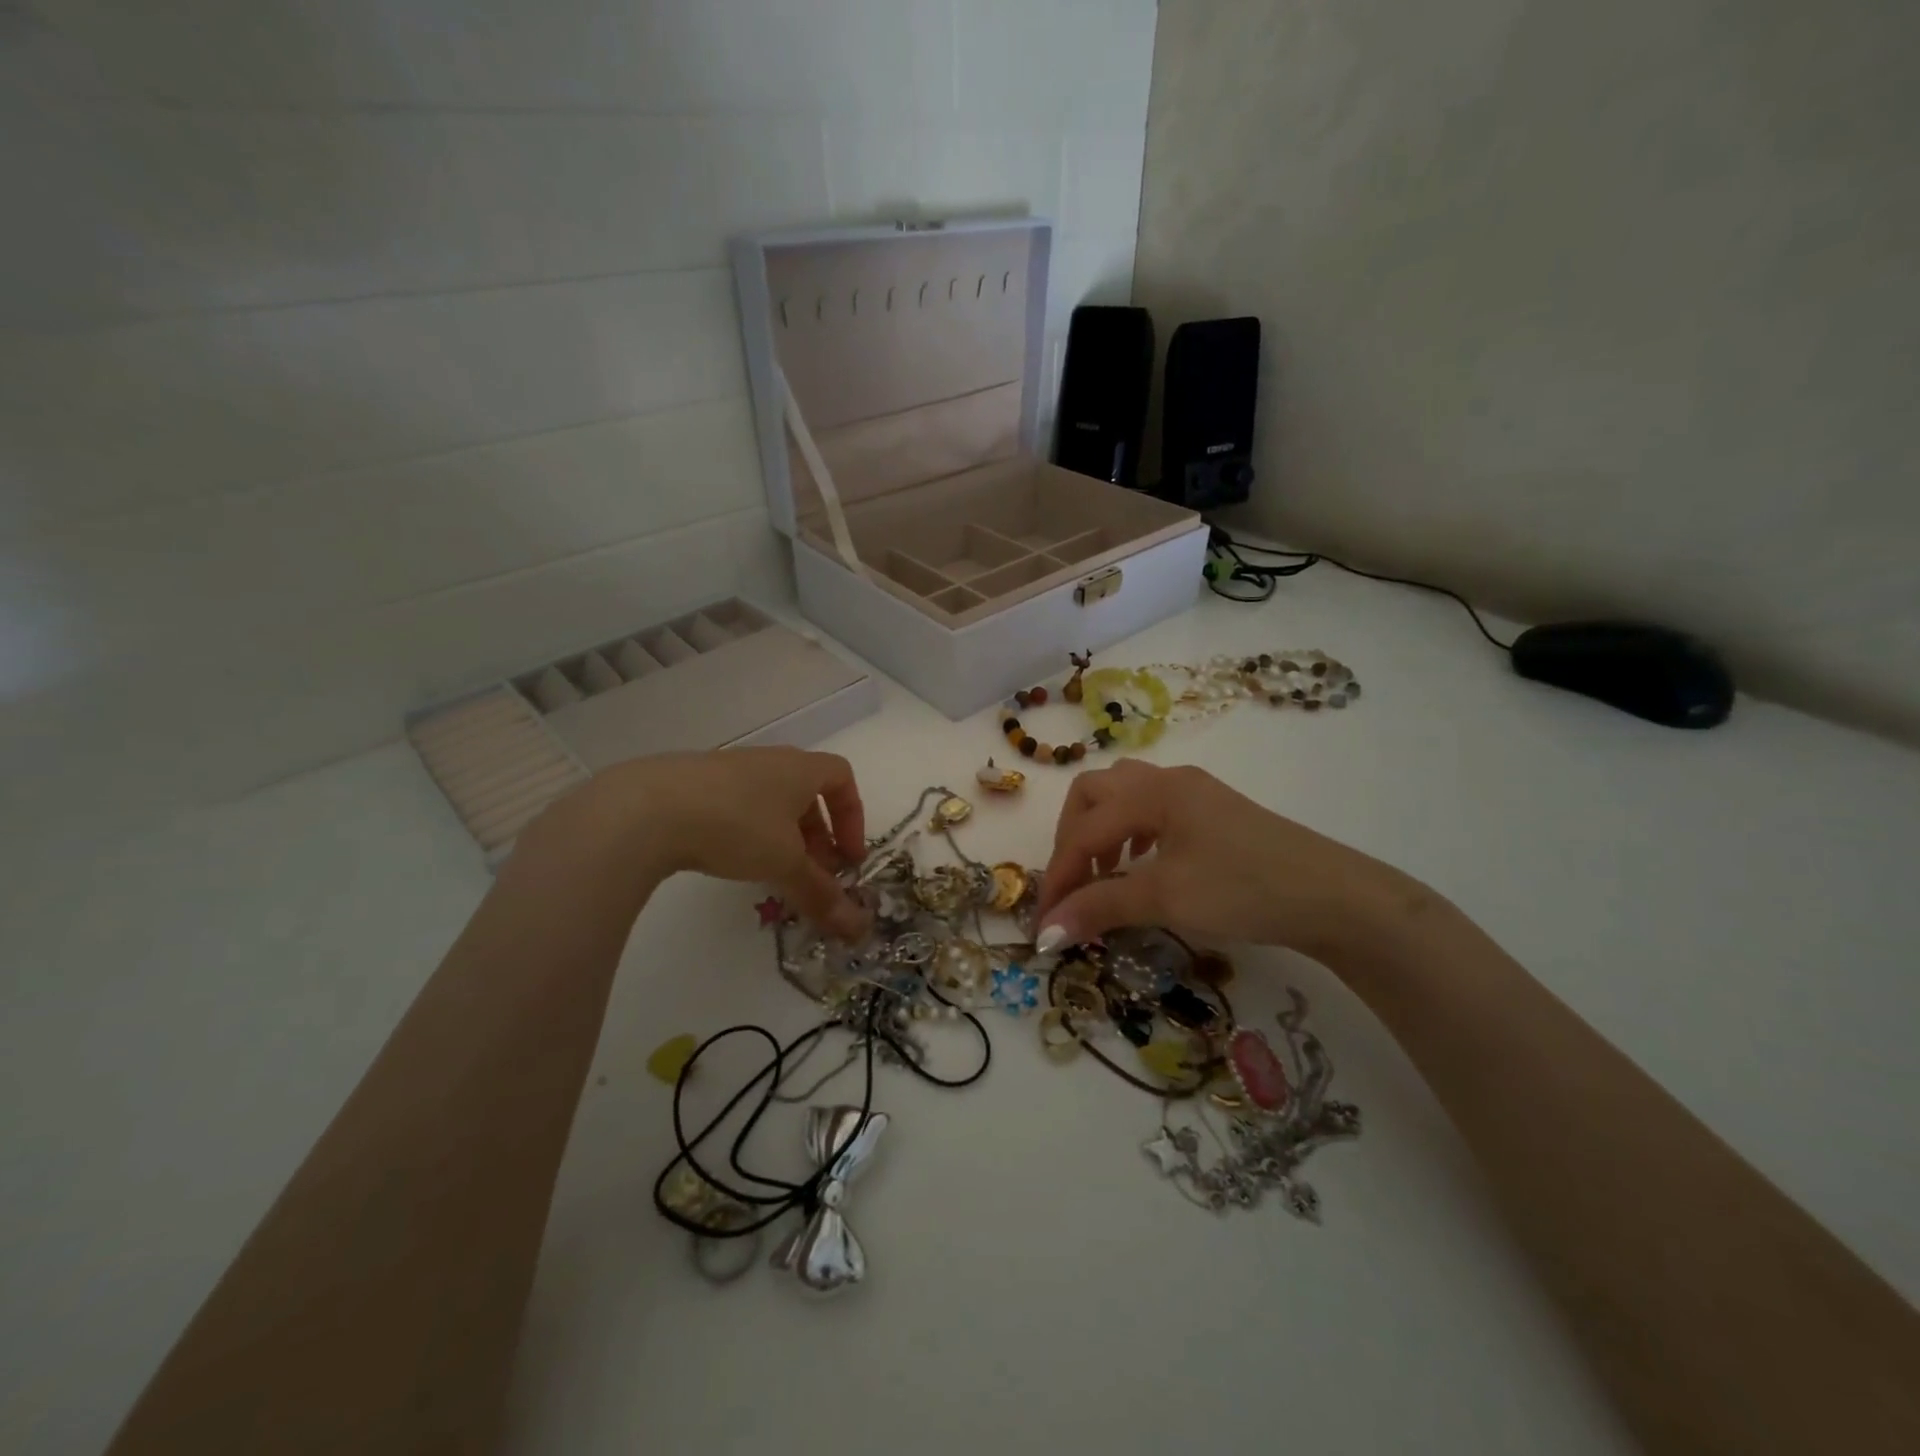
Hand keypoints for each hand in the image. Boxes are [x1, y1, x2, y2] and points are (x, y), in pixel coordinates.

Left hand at [526, 748, 870, 938]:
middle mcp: (769, 761)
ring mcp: (729, 770)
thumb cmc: (736, 824)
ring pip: (770, 802)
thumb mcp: (785, 862)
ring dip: (783, 838)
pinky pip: (737, 806)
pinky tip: (731, 861)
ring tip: (774, 873)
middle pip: (806, 793)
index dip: (853, 817)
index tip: (848, 856)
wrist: (647, 808)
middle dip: (818, 836)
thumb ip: (821, 892)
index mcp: (799, 768)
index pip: (842, 777)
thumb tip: (858, 929)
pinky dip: (749, 833)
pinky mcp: (694, 785)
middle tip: (814, 874)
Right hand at [1034, 760, 1408, 959]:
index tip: (1045, 921)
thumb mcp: (1167, 898)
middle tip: (1075, 884)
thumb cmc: (1245, 889)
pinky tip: (1144, 863)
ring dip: (1101, 830)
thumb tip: (1045, 932)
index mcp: (1153, 791)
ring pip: (1124, 795)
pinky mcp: (1214, 812)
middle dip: (1073, 838)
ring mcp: (1195, 792)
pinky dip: (1131, 832)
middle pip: (1095, 793)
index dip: (1059, 875)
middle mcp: (1169, 780)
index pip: (1084, 830)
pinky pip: (1152, 808)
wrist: (1335, 897)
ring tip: (1106, 873)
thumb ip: (1101, 907)